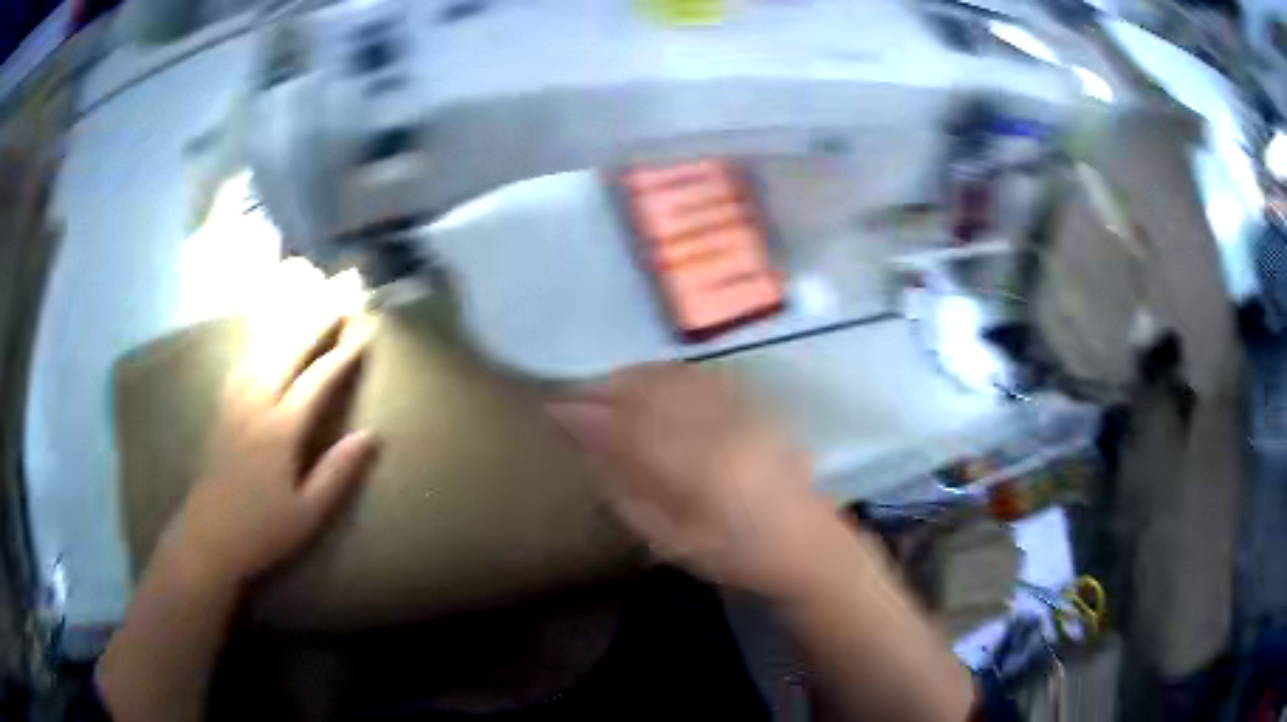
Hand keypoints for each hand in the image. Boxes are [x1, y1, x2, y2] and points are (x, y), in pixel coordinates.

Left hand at [162, 280, 379, 589]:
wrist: (208, 536)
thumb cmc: (262, 531)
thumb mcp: (308, 514)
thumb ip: (337, 473)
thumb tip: (370, 436)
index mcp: (280, 432)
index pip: (316, 382)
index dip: (341, 356)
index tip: (363, 331)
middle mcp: (256, 405)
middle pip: (288, 351)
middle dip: (315, 318)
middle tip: (339, 291)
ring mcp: (235, 402)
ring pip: (263, 347)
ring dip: (287, 318)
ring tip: (306, 293)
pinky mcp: (222, 407)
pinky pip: (242, 360)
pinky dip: (258, 337)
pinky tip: (265, 330)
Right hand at [547, 363, 836, 592]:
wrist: (807, 545)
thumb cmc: (736, 556)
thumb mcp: (672, 540)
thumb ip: (628, 493)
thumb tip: (589, 453)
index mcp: (697, 468)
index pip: (627, 426)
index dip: (586, 414)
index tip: (553, 409)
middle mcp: (719, 427)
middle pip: (650, 392)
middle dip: (604, 388)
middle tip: (570, 395)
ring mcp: (741, 412)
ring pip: (674, 377)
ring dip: (633, 377)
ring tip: (602, 387)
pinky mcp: (754, 407)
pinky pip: (701, 377)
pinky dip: (666, 375)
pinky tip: (649, 383)